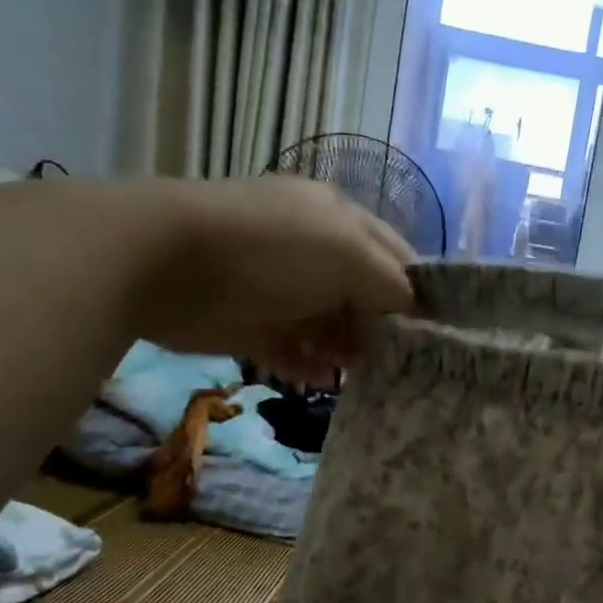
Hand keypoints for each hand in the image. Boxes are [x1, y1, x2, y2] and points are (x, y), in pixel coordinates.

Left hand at [125, 176, 415, 382]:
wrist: (164, 263)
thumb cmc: (271, 249)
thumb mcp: (349, 255)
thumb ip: (393, 286)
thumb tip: (417, 316)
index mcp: (341, 221)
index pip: (397, 258)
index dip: (418, 294)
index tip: (437, 335)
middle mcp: (316, 252)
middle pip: (366, 296)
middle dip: (385, 329)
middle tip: (405, 364)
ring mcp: (283, 289)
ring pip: (332, 326)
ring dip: (349, 351)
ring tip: (364, 375)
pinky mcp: (254, 324)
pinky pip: (294, 350)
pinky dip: (310, 366)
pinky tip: (322, 380)